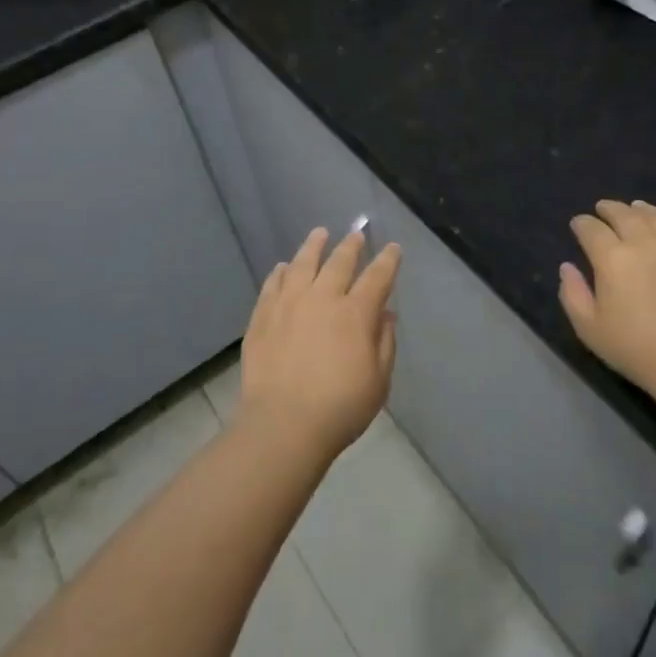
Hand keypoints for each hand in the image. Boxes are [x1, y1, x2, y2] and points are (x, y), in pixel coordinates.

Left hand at [240, 226, 400, 460]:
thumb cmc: (340, 407)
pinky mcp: (263, 316)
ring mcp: (289, 304)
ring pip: (303, 264)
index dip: (387, 260)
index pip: (377, 277)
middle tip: (357, 233)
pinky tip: (284, 267)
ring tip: (319, 233)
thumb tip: (386, 313)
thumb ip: (385, 342)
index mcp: (355, 313)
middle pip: (339, 262)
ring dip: (314, 246)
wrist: (283, 424)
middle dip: (352, 245)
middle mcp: (322, 298)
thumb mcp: (379, 380)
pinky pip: (273, 284)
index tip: (392, 248)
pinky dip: (281, 271)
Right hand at [558, 199, 655, 405]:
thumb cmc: (636, 348)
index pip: (591, 228)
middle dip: (607, 209)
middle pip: (622, 214)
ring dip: (637, 210)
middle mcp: (644, 242)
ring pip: (653, 215)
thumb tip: (568, 267)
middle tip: (601, 210)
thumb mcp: (589, 328)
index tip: (577, 226)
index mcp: (613, 258)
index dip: (581, 224)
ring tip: (632, 209)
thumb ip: (572, 293)